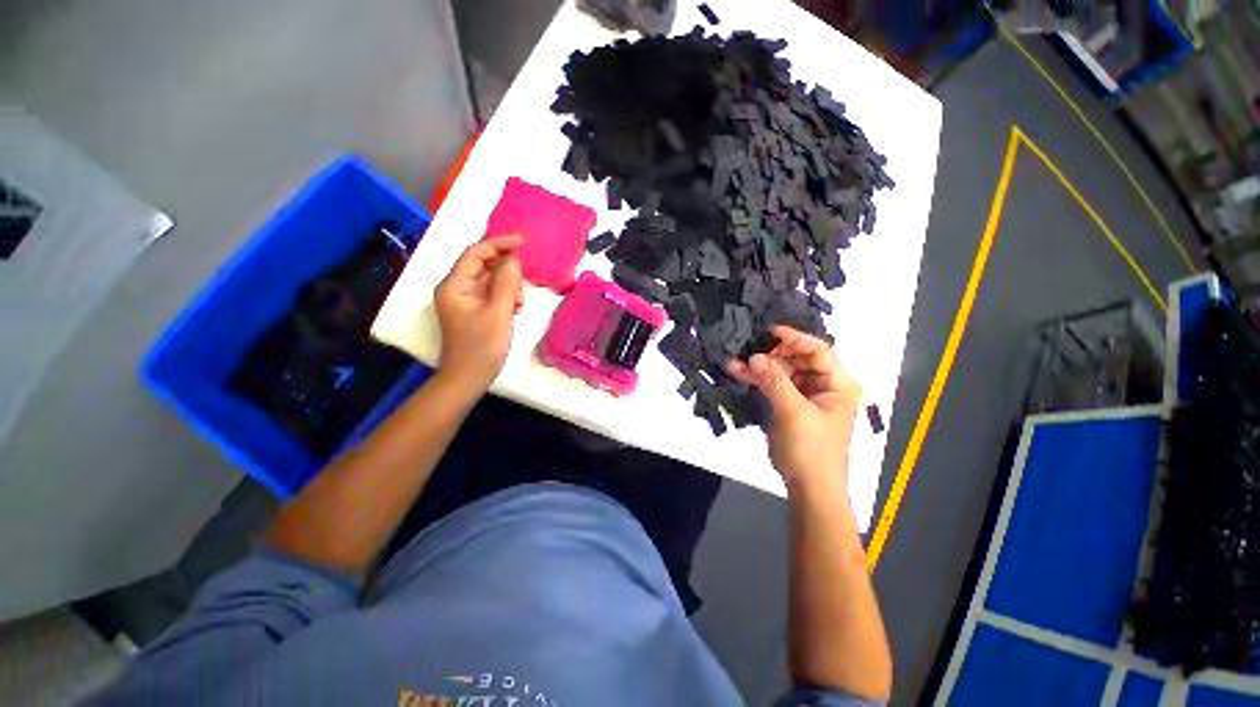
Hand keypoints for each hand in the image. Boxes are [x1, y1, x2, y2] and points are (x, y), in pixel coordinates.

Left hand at [434, 236, 524, 393]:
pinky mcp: (473, 311)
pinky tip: (514, 311)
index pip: (476, 253)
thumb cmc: (481, 347)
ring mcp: (464, 301)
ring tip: (517, 306)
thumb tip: (513, 260)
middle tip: (522, 288)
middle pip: (483, 266)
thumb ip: (506, 283)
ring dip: (508, 287)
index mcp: (454, 285)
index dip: (499, 243)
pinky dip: (505, 298)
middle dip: (506, 272)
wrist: (468, 379)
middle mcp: (456, 288)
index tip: (523, 241)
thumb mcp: (498, 313)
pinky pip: (491, 294)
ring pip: (490, 281)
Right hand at [727, 326, 861, 492]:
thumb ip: (775, 382)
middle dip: (771, 355)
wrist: (808, 486)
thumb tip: (754, 357)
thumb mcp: (794, 413)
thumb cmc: (811, 450)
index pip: (818, 351)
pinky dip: (756, 380)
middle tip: (748, 354)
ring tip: (734, 364)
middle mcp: (822, 385)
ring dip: (758, 368)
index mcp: (837, 384)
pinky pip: (772, 385)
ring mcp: (804, 395)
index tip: (770, 332)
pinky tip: (737, 373)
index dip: (795, 338)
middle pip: (796, 359)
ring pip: (780, 372)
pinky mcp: (788, 405)